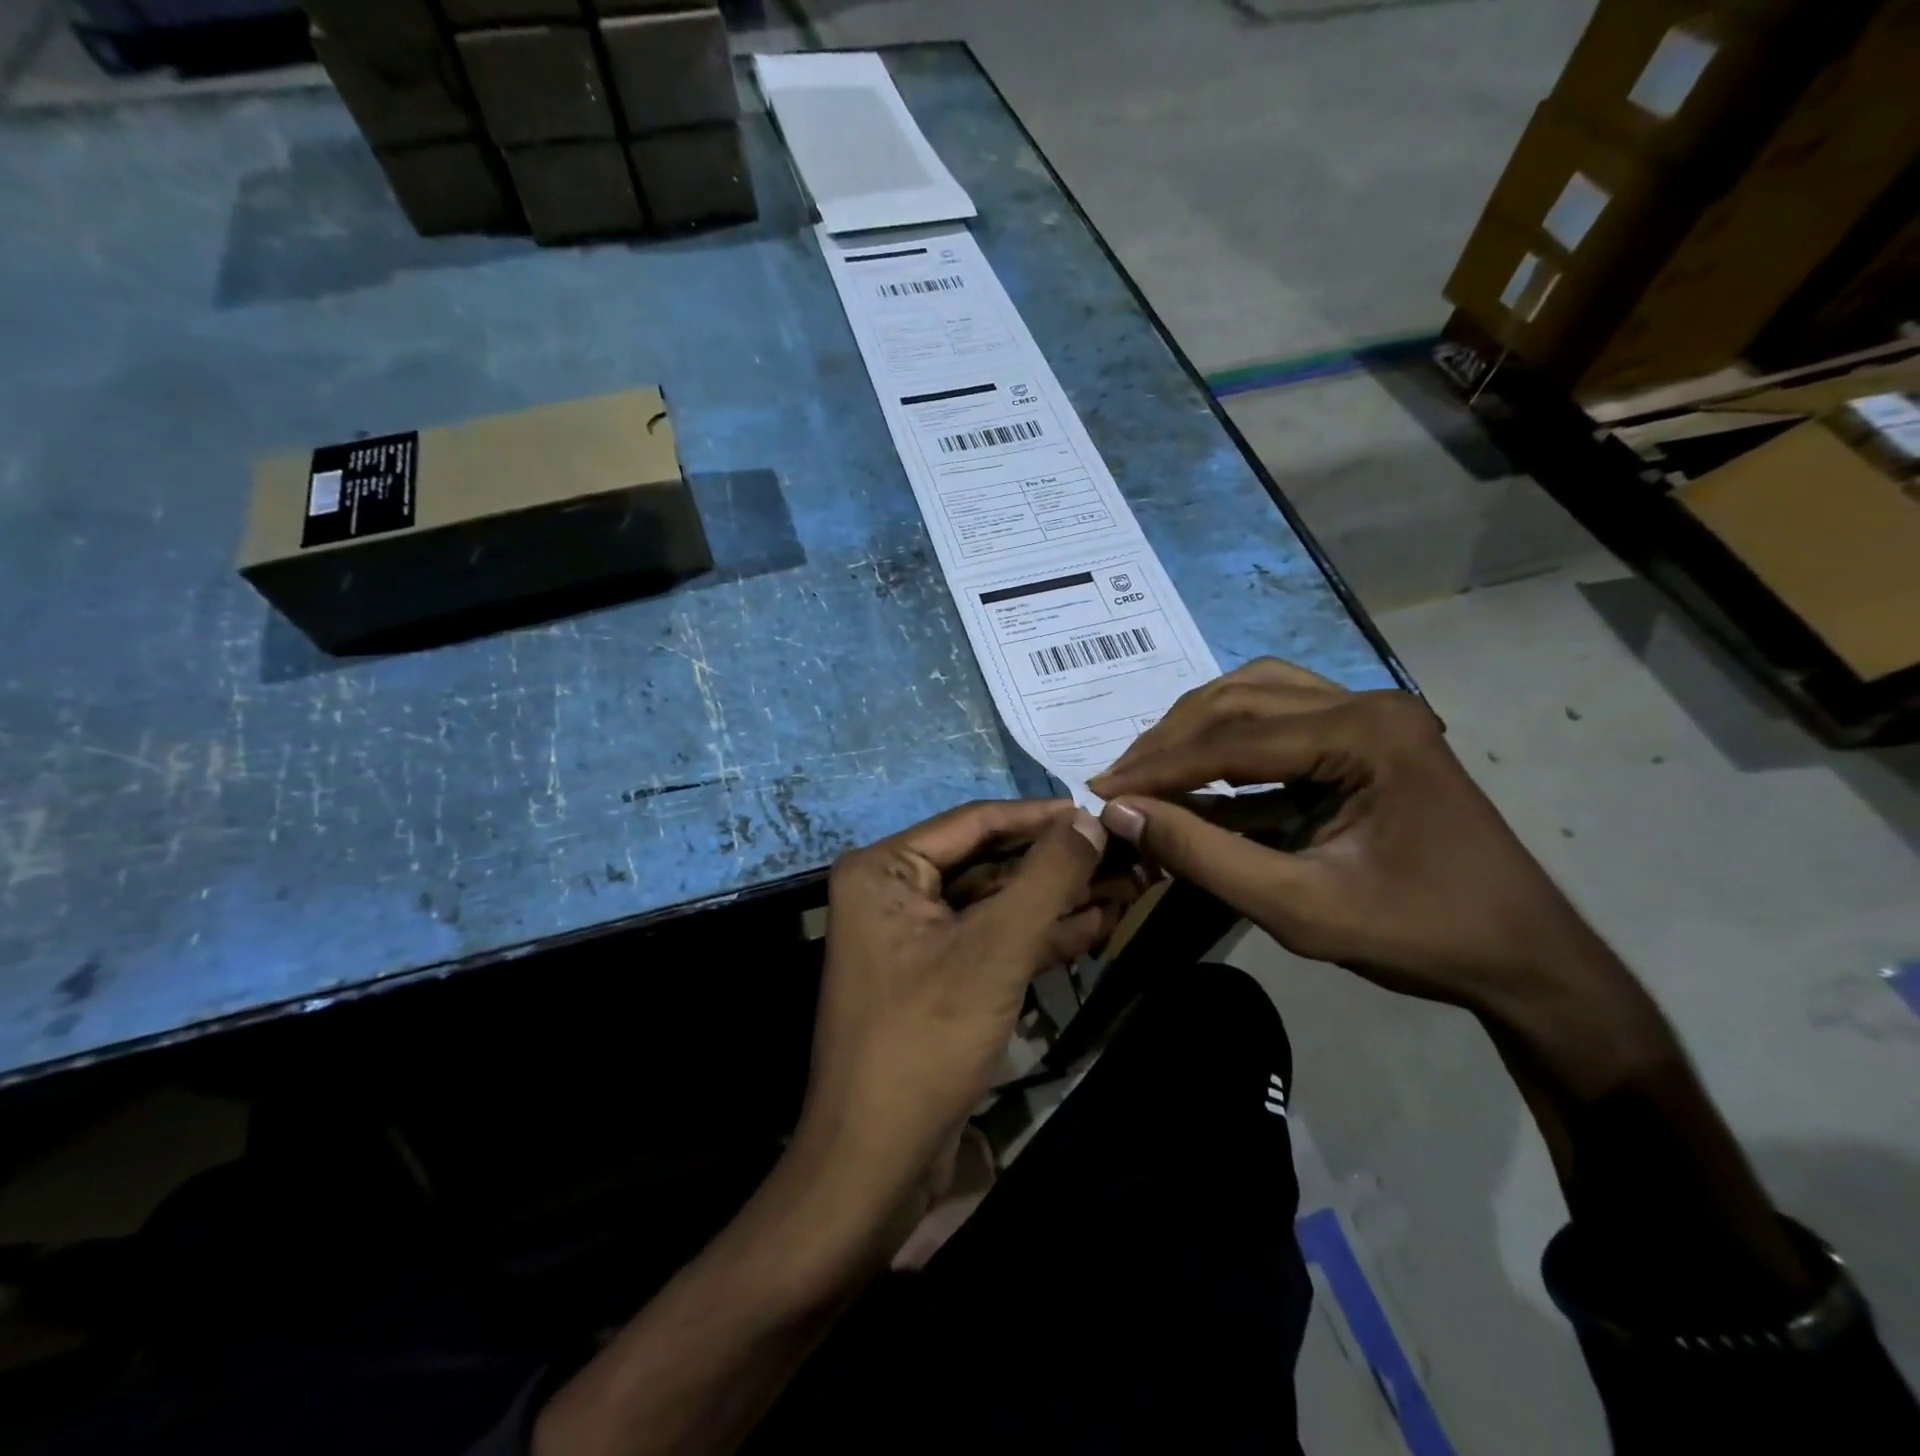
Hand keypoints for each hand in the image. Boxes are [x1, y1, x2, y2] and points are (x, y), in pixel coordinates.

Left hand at [796, 800, 1127, 1224]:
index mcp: (886, 869)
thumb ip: (1047, 877)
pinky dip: (1039, 935)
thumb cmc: (927, 1039)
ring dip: (1057, 900)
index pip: (975, 822)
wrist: (876, 1162)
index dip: (1042, 816)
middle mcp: (894, 891)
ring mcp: (916, 936)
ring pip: (997, 903)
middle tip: (1123, 854)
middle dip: (1056, 864)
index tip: (1101, 811)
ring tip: (1126, 887)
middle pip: (989, 862)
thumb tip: (1091, 819)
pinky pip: (993, 940)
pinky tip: (1096, 926)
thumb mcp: (995, 949)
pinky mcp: (938, 975)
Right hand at [1089, 660, 1663, 1077]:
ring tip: (1150, 765)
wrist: (1523, 957)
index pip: (1234, 738)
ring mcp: (1373, 711)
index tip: (1101, 792)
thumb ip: (1205, 855)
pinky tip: (1203, 761)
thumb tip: (1123, 812)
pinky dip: (1231, 731)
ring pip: (1256, 692)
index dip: (1159, 767)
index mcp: (1366, 734)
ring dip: (1196, 725)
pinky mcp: (1369, 732)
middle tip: (1118, 780)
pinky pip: (1282, 710)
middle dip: (1170, 740)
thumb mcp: (1299, 908)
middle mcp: (1368, 703)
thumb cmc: (1419, 936)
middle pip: (1240, 699)